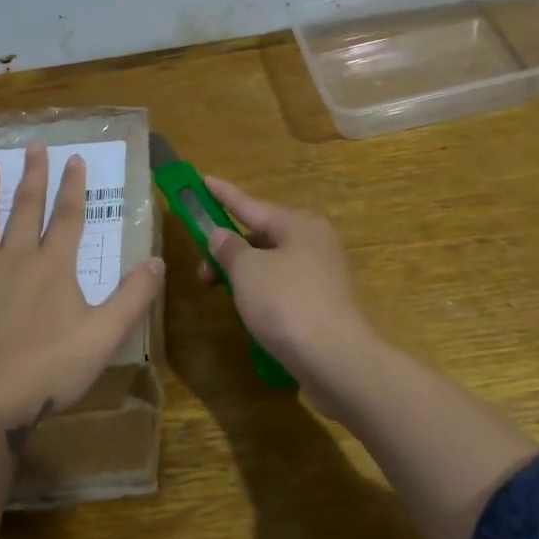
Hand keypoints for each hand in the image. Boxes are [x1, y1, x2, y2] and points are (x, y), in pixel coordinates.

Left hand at [0, 142, 164, 437]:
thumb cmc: (52, 366)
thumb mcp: (105, 333)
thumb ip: (133, 296)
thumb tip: (158, 261)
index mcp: (53, 266)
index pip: (68, 217)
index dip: (73, 187)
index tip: (74, 159)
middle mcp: (15, 259)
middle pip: (25, 209)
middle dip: (32, 176)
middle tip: (33, 146)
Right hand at [201, 176, 379, 403]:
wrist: (335, 359)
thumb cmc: (286, 303)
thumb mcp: (247, 270)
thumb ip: (229, 248)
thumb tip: (220, 235)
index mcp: (299, 224)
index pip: (250, 204)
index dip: (223, 195)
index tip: (203, 179)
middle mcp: (314, 242)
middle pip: (260, 236)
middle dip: (228, 249)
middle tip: (203, 271)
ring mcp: (321, 274)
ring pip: (270, 264)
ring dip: (242, 274)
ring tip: (222, 294)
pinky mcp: (322, 304)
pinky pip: (282, 287)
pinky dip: (260, 293)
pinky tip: (249, 311)